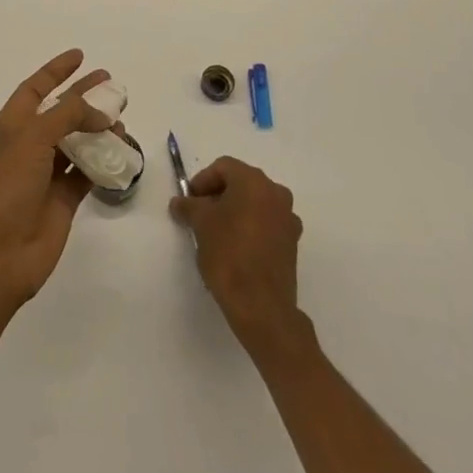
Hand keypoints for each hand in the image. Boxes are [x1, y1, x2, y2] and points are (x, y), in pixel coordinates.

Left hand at [0, 49, 114, 306]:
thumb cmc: (6, 184)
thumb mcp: (33, 136)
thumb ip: (68, 116)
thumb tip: (101, 114)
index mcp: (12, 124)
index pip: (36, 88)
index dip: (56, 70)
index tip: (80, 56)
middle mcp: (28, 145)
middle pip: (61, 112)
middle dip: (85, 97)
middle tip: (112, 84)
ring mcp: (46, 173)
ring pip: (77, 142)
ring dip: (98, 129)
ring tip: (122, 118)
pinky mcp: (63, 200)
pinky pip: (87, 173)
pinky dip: (104, 162)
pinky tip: (122, 151)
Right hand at [169, 157, 304, 350]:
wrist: (261, 305)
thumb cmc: (229, 254)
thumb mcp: (200, 224)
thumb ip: (188, 206)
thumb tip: (180, 202)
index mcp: (254, 182)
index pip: (224, 167)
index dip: (202, 180)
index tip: (189, 201)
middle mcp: (276, 193)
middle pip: (241, 183)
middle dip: (218, 195)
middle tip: (199, 214)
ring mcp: (288, 219)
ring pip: (255, 204)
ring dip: (234, 211)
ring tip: (215, 233)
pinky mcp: (292, 243)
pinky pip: (266, 224)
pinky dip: (249, 228)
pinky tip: (235, 249)